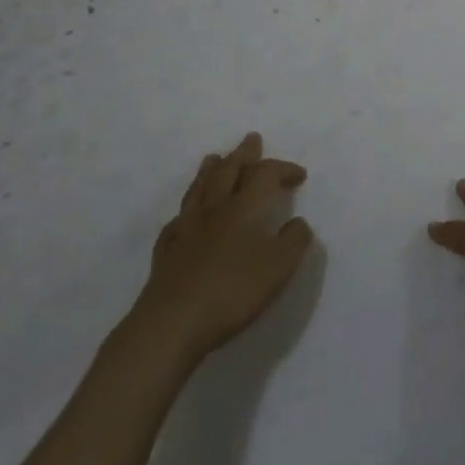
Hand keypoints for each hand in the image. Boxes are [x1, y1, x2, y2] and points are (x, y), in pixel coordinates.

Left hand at [133, 132, 313, 364]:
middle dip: (243, 154)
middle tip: (251, 139)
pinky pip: (177, 222)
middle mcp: (215, 209)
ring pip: (199, 189)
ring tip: (214, 158)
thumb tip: (297, 222)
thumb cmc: (232, 291)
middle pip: (228, 171)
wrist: (171, 324)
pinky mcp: (166, 253)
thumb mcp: (279, 267)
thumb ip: (294, 241)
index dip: (283, 169)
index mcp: (244, 207)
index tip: (299, 175)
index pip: (265, 174)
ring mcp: (186, 230)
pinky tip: (185, 216)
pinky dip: (186, 211)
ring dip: (210, 171)